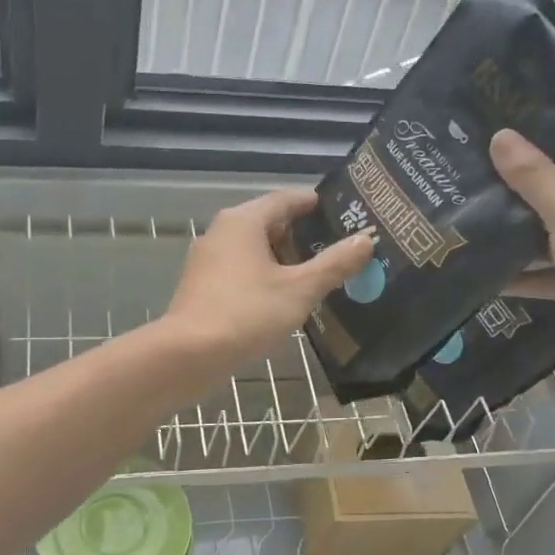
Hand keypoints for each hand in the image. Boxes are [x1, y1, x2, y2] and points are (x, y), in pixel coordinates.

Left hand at [161, 188, 373, 375]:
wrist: (189, 354)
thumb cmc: (247, 313)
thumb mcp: (299, 290)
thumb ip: (334, 264)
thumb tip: (366, 240)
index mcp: (243, 221)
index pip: (285, 199)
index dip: (314, 204)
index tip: (343, 214)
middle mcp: (221, 232)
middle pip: (268, 223)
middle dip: (301, 234)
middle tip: (337, 248)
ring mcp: (207, 260)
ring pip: (253, 250)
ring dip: (283, 259)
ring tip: (317, 275)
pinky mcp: (201, 287)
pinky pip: (240, 271)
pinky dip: (263, 277)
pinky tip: (283, 298)